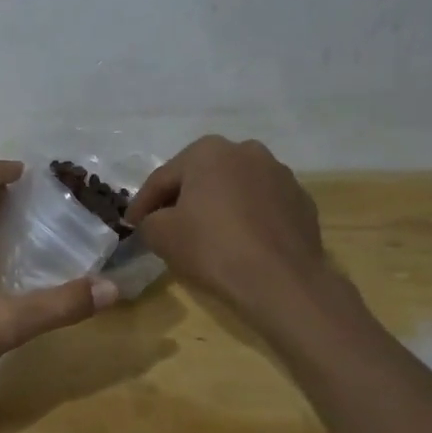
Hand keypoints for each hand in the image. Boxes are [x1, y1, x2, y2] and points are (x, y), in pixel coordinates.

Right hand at [126, 136, 344, 321]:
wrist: (281, 281)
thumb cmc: (212, 248)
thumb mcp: (161, 235)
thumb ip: (148, 220)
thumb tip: (153, 221)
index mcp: (208, 151)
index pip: (163, 178)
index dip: (142, 204)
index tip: (130, 224)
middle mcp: (246, 151)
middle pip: (201, 177)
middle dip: (182, 199)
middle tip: (166, 225)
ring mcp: (279, 174)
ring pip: (234, 189)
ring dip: (218, 206)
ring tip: (206, 234)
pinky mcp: (301, 201)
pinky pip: (262, 206)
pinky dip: (247, 218)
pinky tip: (240, 243)